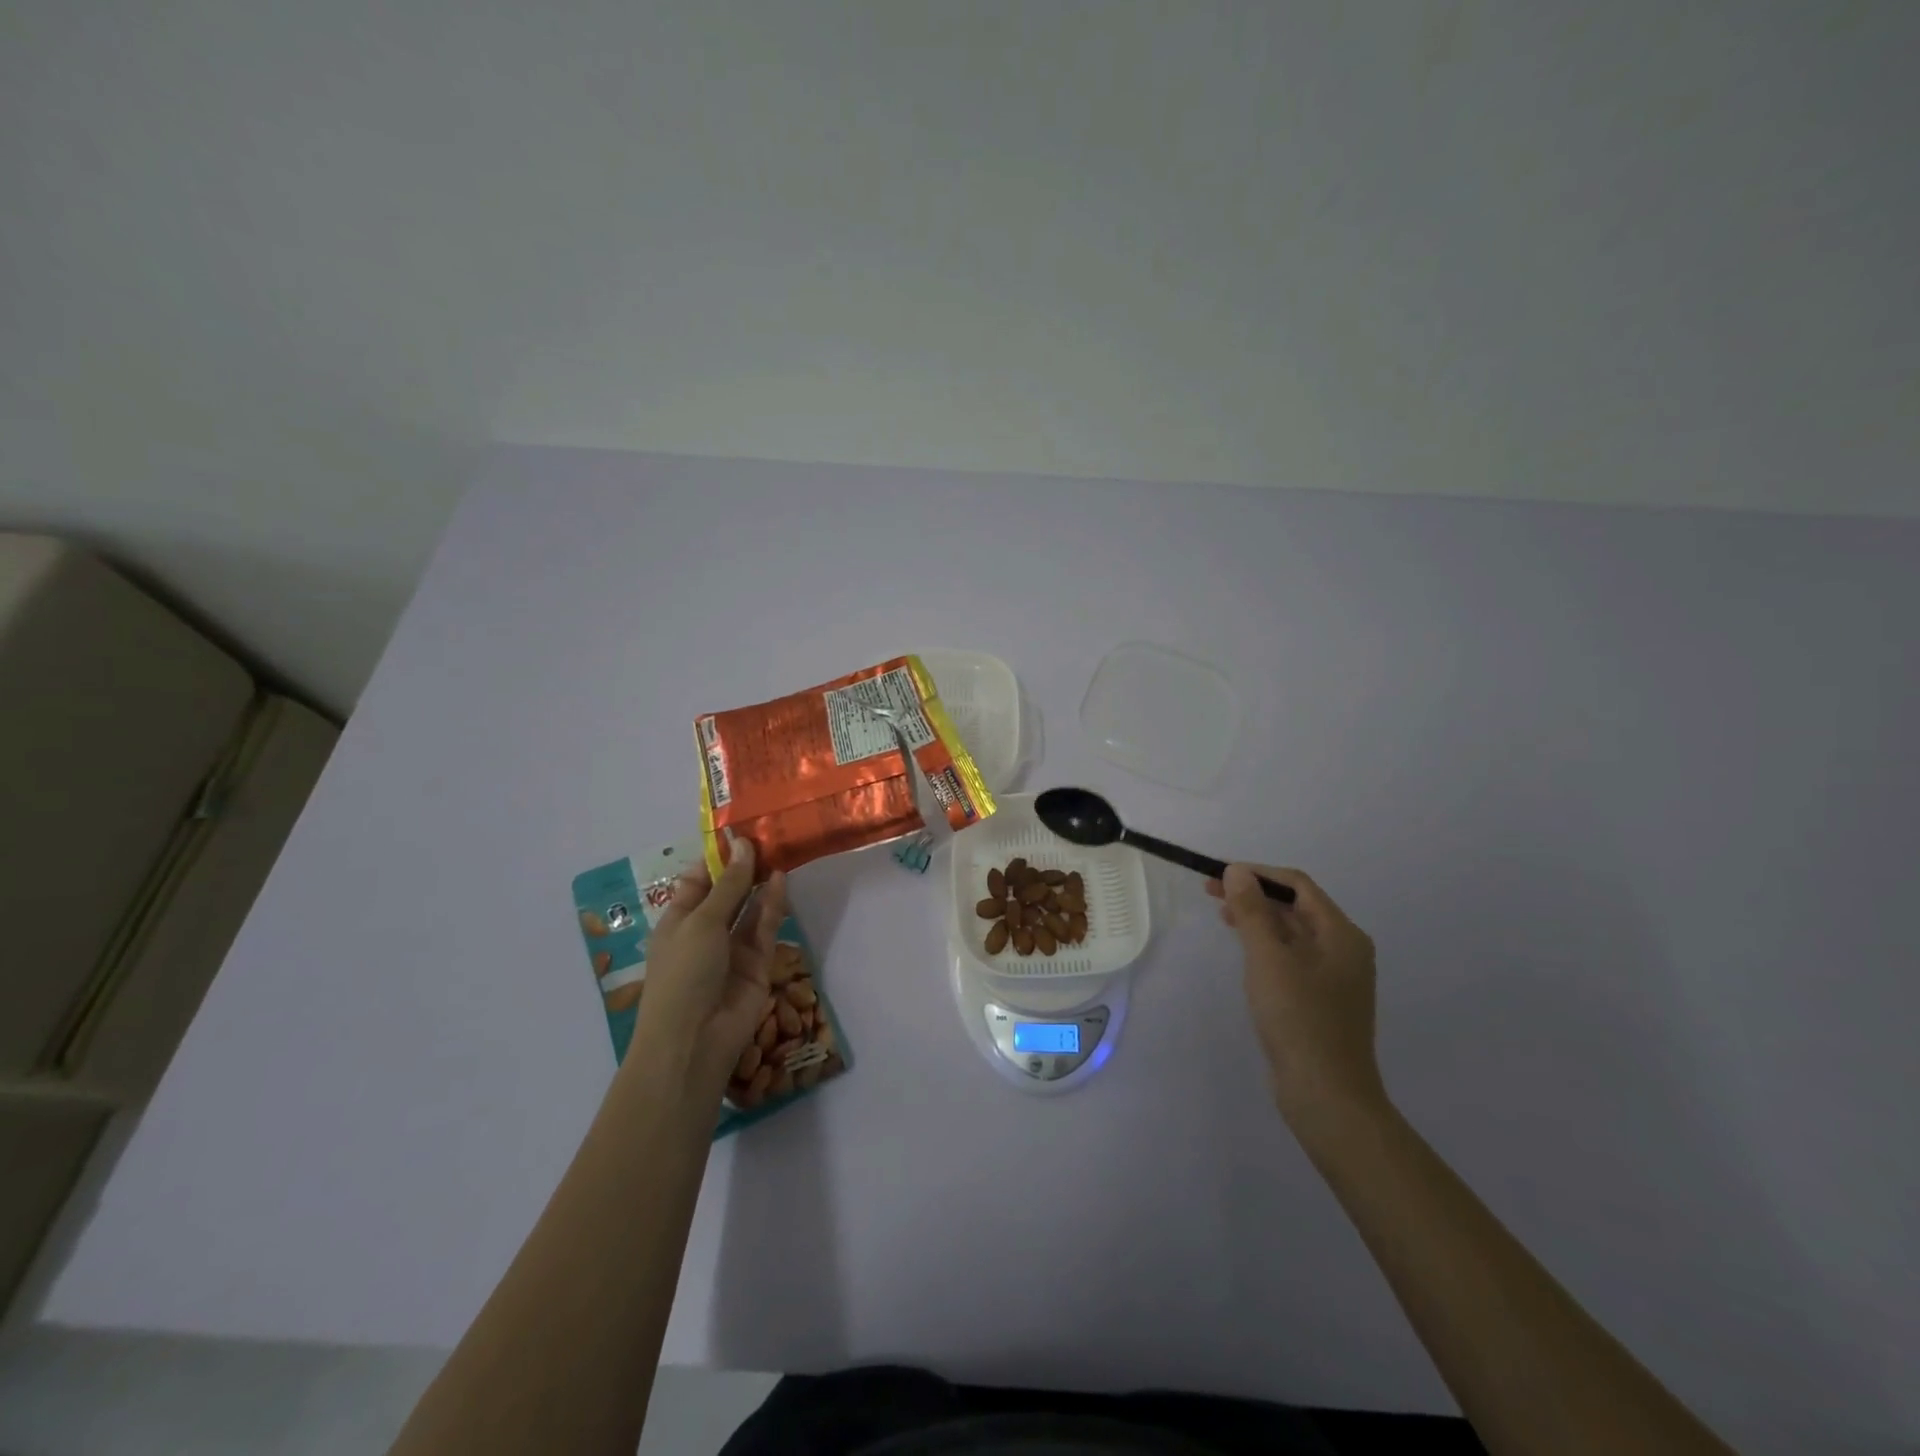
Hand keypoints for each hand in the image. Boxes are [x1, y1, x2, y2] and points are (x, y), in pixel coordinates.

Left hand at [630, 836, 788, 1092]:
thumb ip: (730, 885)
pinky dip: (773, 905)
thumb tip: (745, 844)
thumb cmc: (683, 973)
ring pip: (751, 908)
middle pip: (728, 892)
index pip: (699, 880)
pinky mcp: (757, 963)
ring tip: (780, 850)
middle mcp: (705, 931)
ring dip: (761, 882)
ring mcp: (732, 948)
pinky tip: (781, 880)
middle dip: (745, 867)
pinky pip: (766, 928)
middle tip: (769, 834)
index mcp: (678, 920)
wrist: (694, 1040)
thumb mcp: (702, 922)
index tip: (742, 830)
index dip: (719, 857)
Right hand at [1207, 864, 1386, 1139]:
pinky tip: (1246, 954)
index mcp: (1341, 934)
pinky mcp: (1323, 999)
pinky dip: (1268, 945)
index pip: (1297, 885)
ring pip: (1293, 932)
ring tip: (1223, 918)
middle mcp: (1345, 949)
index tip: (1217, 875)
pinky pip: (1293, 957)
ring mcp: (1336, 976)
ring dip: (1259, 919)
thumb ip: (1252, 911)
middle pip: (1297, 906)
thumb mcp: (1268, 958)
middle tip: (1211, 894)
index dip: (1256, 874)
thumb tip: (1237, 871)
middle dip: (1254, 895)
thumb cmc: (1298, 1019)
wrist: (1327, 1095)